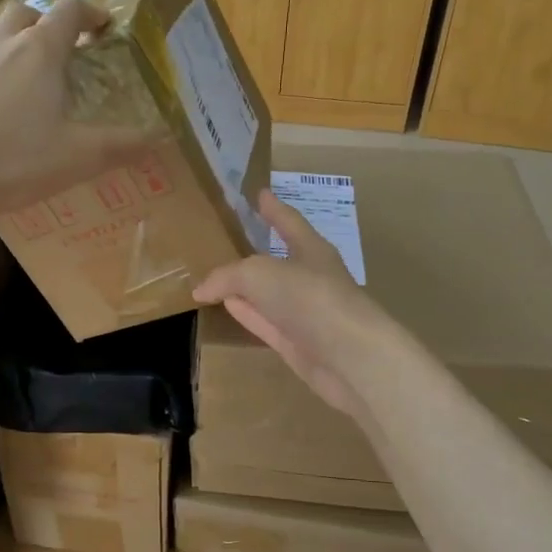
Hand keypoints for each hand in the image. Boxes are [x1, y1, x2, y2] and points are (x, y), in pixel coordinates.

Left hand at [0, 0, 149, 218]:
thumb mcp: (78, 157)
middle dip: (50, 23)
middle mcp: (2, 44)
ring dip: (19, 45)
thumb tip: (157, 138)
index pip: (69, 10)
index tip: (106, 28)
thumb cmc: (12, 159)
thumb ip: (121, 146)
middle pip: (27, 12)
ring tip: (33, 80)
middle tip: (67, 51)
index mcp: (39, 51)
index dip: (91, 13)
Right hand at [193, 190, 394, 419]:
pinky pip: (264, 322)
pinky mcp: (297, 343)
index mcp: (311, 249)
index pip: (288, 221)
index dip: (273, 207)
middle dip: (254, 250)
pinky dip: (246, 313)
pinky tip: (227, 307)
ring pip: (267, 294)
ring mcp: (304, 312)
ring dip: (244, 287)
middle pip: (276, 259)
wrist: (350, 357)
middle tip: (226, 239)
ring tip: (216, 277)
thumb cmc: (309, 298)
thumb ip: (227, 276)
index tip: (260, 193)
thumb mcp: (259, 274)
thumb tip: (201, 289)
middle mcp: (310, 278)